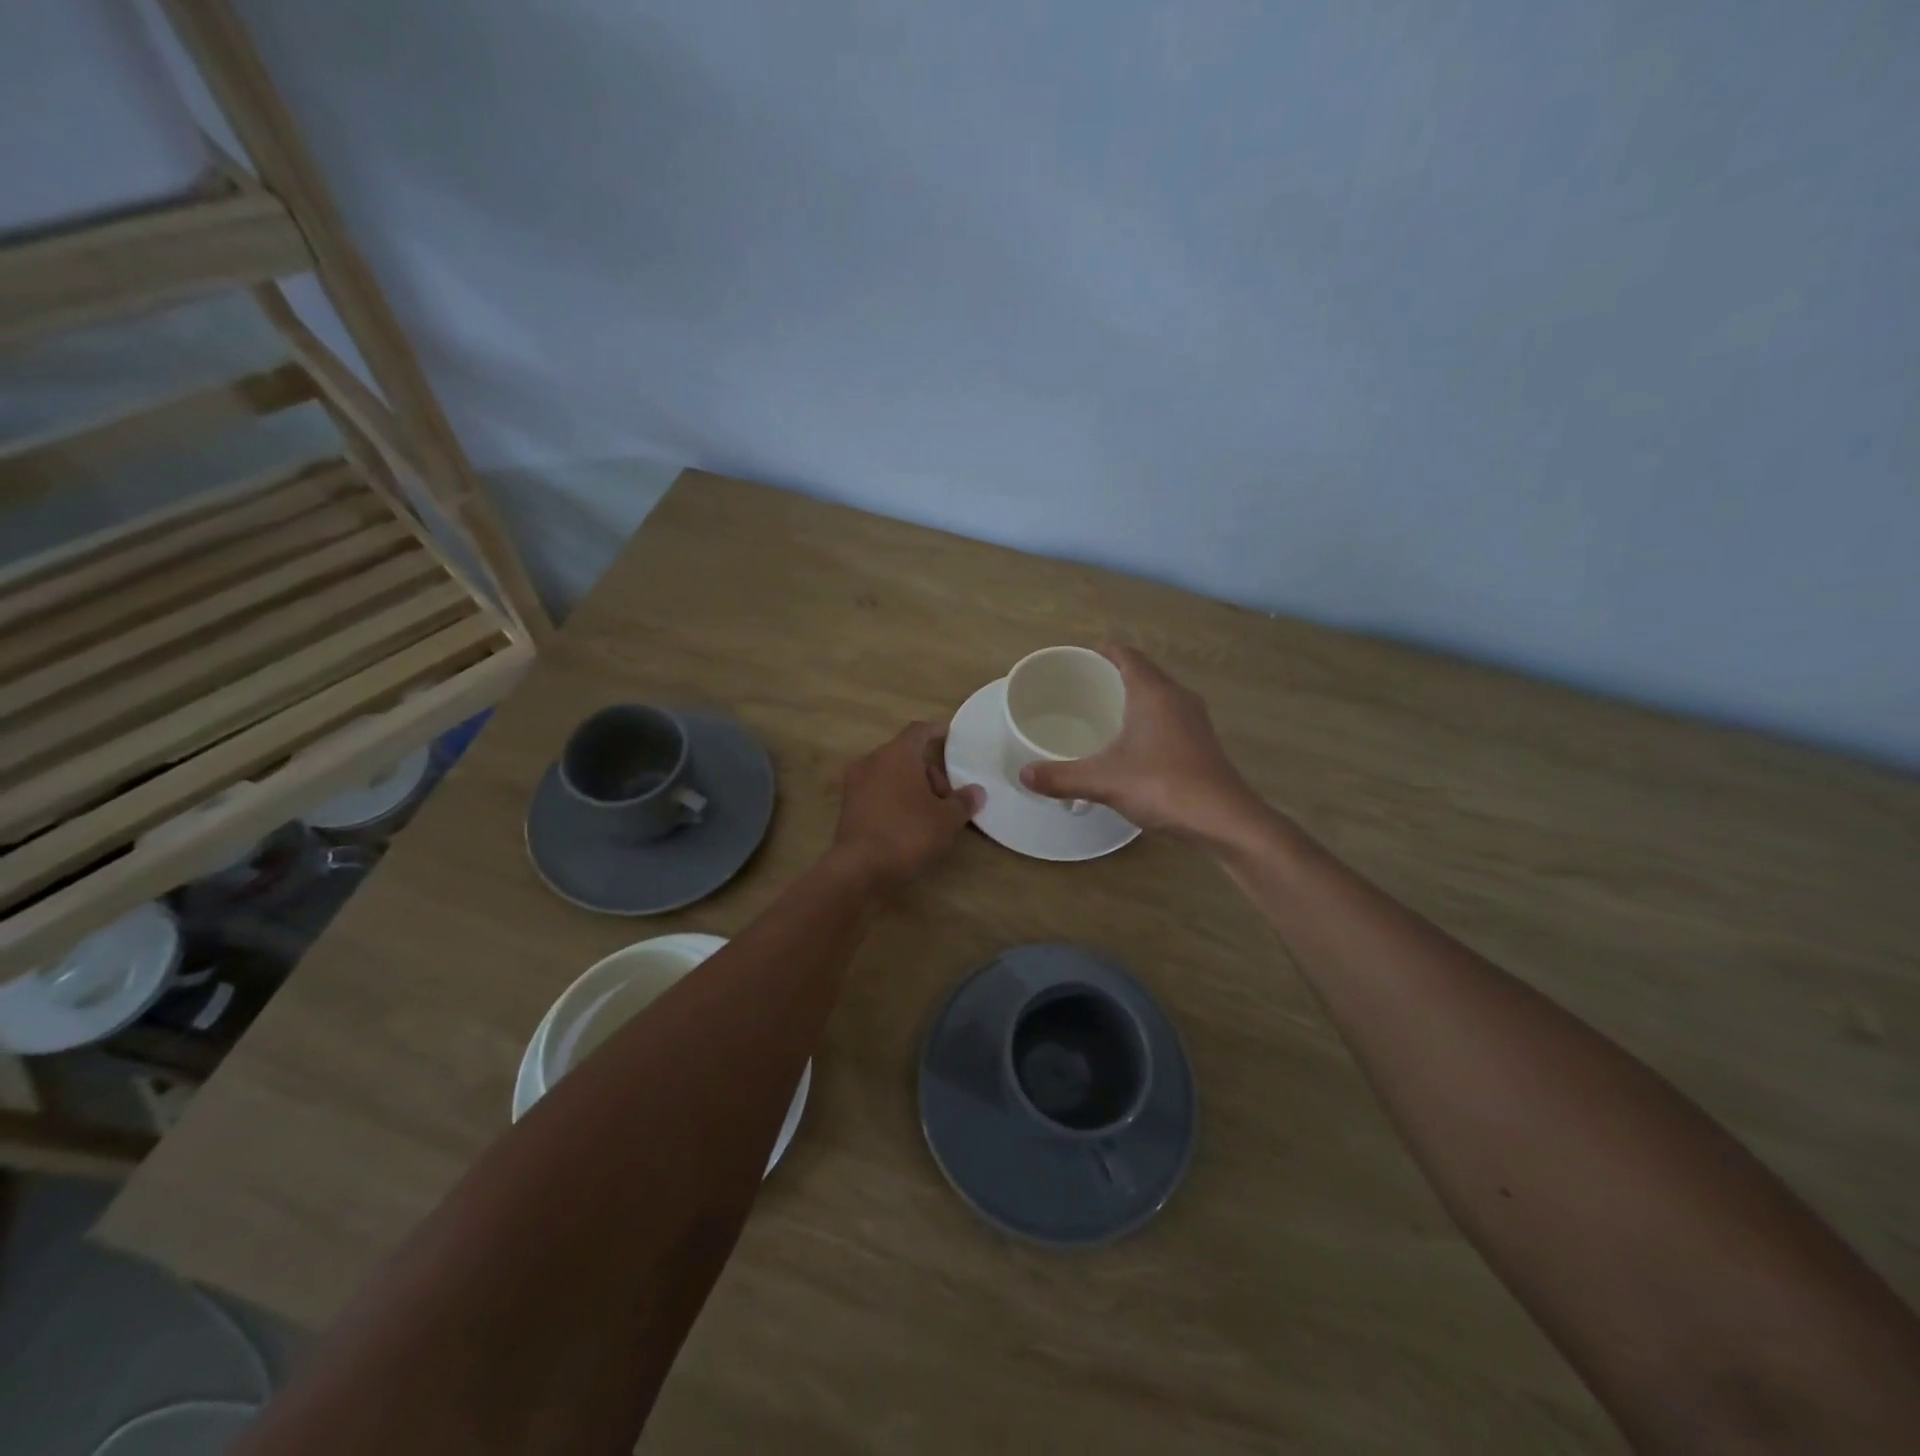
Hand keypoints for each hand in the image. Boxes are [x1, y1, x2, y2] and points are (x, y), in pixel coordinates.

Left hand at [832, 721, 982, 891]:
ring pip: (891, 774)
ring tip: (931, 815)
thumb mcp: (946, 820)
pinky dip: (895, 799)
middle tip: (947, 798)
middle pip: (905, 755)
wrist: (860, 869)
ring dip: (912, 787)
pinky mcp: (848, 807)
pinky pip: (878, 792)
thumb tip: (977, 791)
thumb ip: (963, 802)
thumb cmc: (908, 834)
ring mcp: (855, 784)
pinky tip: (909, 823)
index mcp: (897, 754)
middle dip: (929, 771)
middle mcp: (872, 761)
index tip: (950, 736)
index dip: (936, 731)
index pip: (919, 730)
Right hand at [1019, 645, 1259, 849]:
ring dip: (1131, 699)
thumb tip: (1024, 775)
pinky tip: (1128, 746)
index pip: (1126, 655)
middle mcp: (1177, 698)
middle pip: (1142, 672)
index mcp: (1153, 692)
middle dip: (1111, 676)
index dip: (1101, 653)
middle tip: (1078, 690)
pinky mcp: (1201, 743)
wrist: (1225, 820)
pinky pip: (1167, 718)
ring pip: (1157, 696)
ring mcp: (1193, 721)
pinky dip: (1145, 721)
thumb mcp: (1103, 781)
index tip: (1076, 661)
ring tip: (1098, 715)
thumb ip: (1061, 777)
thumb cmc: (1163, 786)